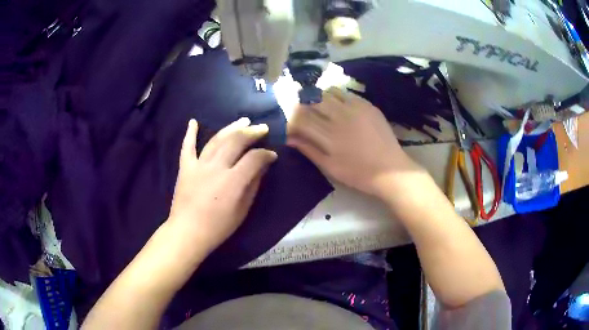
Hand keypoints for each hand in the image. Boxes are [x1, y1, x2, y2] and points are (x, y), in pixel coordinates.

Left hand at [169, 118, 276, 252]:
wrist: (188, 232)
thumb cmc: (218, 227)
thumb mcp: (242, 210)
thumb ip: (253, 186)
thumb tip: (262, 167)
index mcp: (233, 181)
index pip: (254, 158)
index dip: (266, 154)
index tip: (272, 155)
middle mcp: (216, 167)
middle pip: (236, 141)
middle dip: (252, 132)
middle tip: (262, 128)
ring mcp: (198, 165)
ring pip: (216, 140)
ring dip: (231, 128)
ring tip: (243, 120)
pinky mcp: (185, 168)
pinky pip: (187, 147)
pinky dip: (190, 133)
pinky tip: (193, 121)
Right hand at [287, 88, 420, 197]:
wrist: (391, 170)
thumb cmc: (358, 173)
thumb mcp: (329, 167)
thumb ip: (308, 150)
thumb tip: (288, 138)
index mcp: (328, 136)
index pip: (301, 118)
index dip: (292, 119)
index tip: (291, 124)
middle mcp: (339, 117)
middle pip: (312, 101)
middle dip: (302, 105)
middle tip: (302, 112)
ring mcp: (355, 108)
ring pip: (327, 93)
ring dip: (318, 97)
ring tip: (318, 106)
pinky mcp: (367, 105)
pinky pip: (345, 93)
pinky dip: (335, 96)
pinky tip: (337, 105)